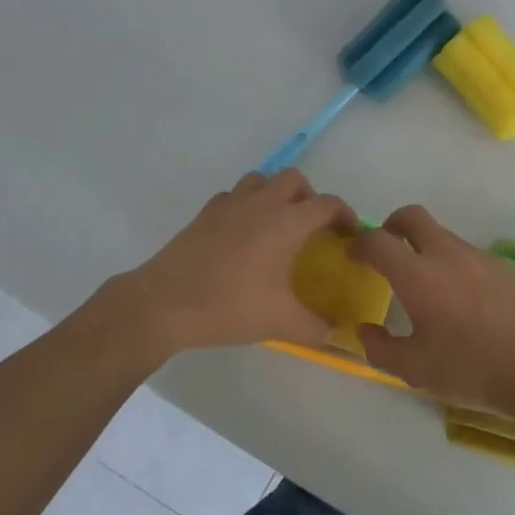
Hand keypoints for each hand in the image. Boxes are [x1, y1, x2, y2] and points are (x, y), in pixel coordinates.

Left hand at [115, 169, 355, 360]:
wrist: (164, 304)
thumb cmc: (229, 307)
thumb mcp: (280, 322)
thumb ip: (316, 328)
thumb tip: (340, 335)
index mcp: (286, 222)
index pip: (327, 204)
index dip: (345, 215)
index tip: (350, 234)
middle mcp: (261, 203)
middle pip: (294, 179)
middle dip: (310, 197)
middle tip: (312, 228)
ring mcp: (229, 205)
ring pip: (261, 180)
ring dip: (276, 194)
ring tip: (278, 225)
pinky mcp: (205, 214)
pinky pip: (234, 196)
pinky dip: (246, 205)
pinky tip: (243, 234)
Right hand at [351, 206, 514, 423]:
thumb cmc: (472, 369)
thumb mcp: (415, 370)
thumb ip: (381, 348)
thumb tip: (365, 331)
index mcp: (418, 275)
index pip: (378, 240)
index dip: (360, 244)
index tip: (354, 257)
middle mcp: (446, 254)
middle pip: (412, 217)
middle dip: (391, 226)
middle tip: (386, 252)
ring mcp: (478, 257)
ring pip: (441, 235)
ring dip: (424, 247)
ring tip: (424, 285)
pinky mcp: (503, 267)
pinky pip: (466, 253)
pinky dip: (452, 263)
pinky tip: (460, 299)